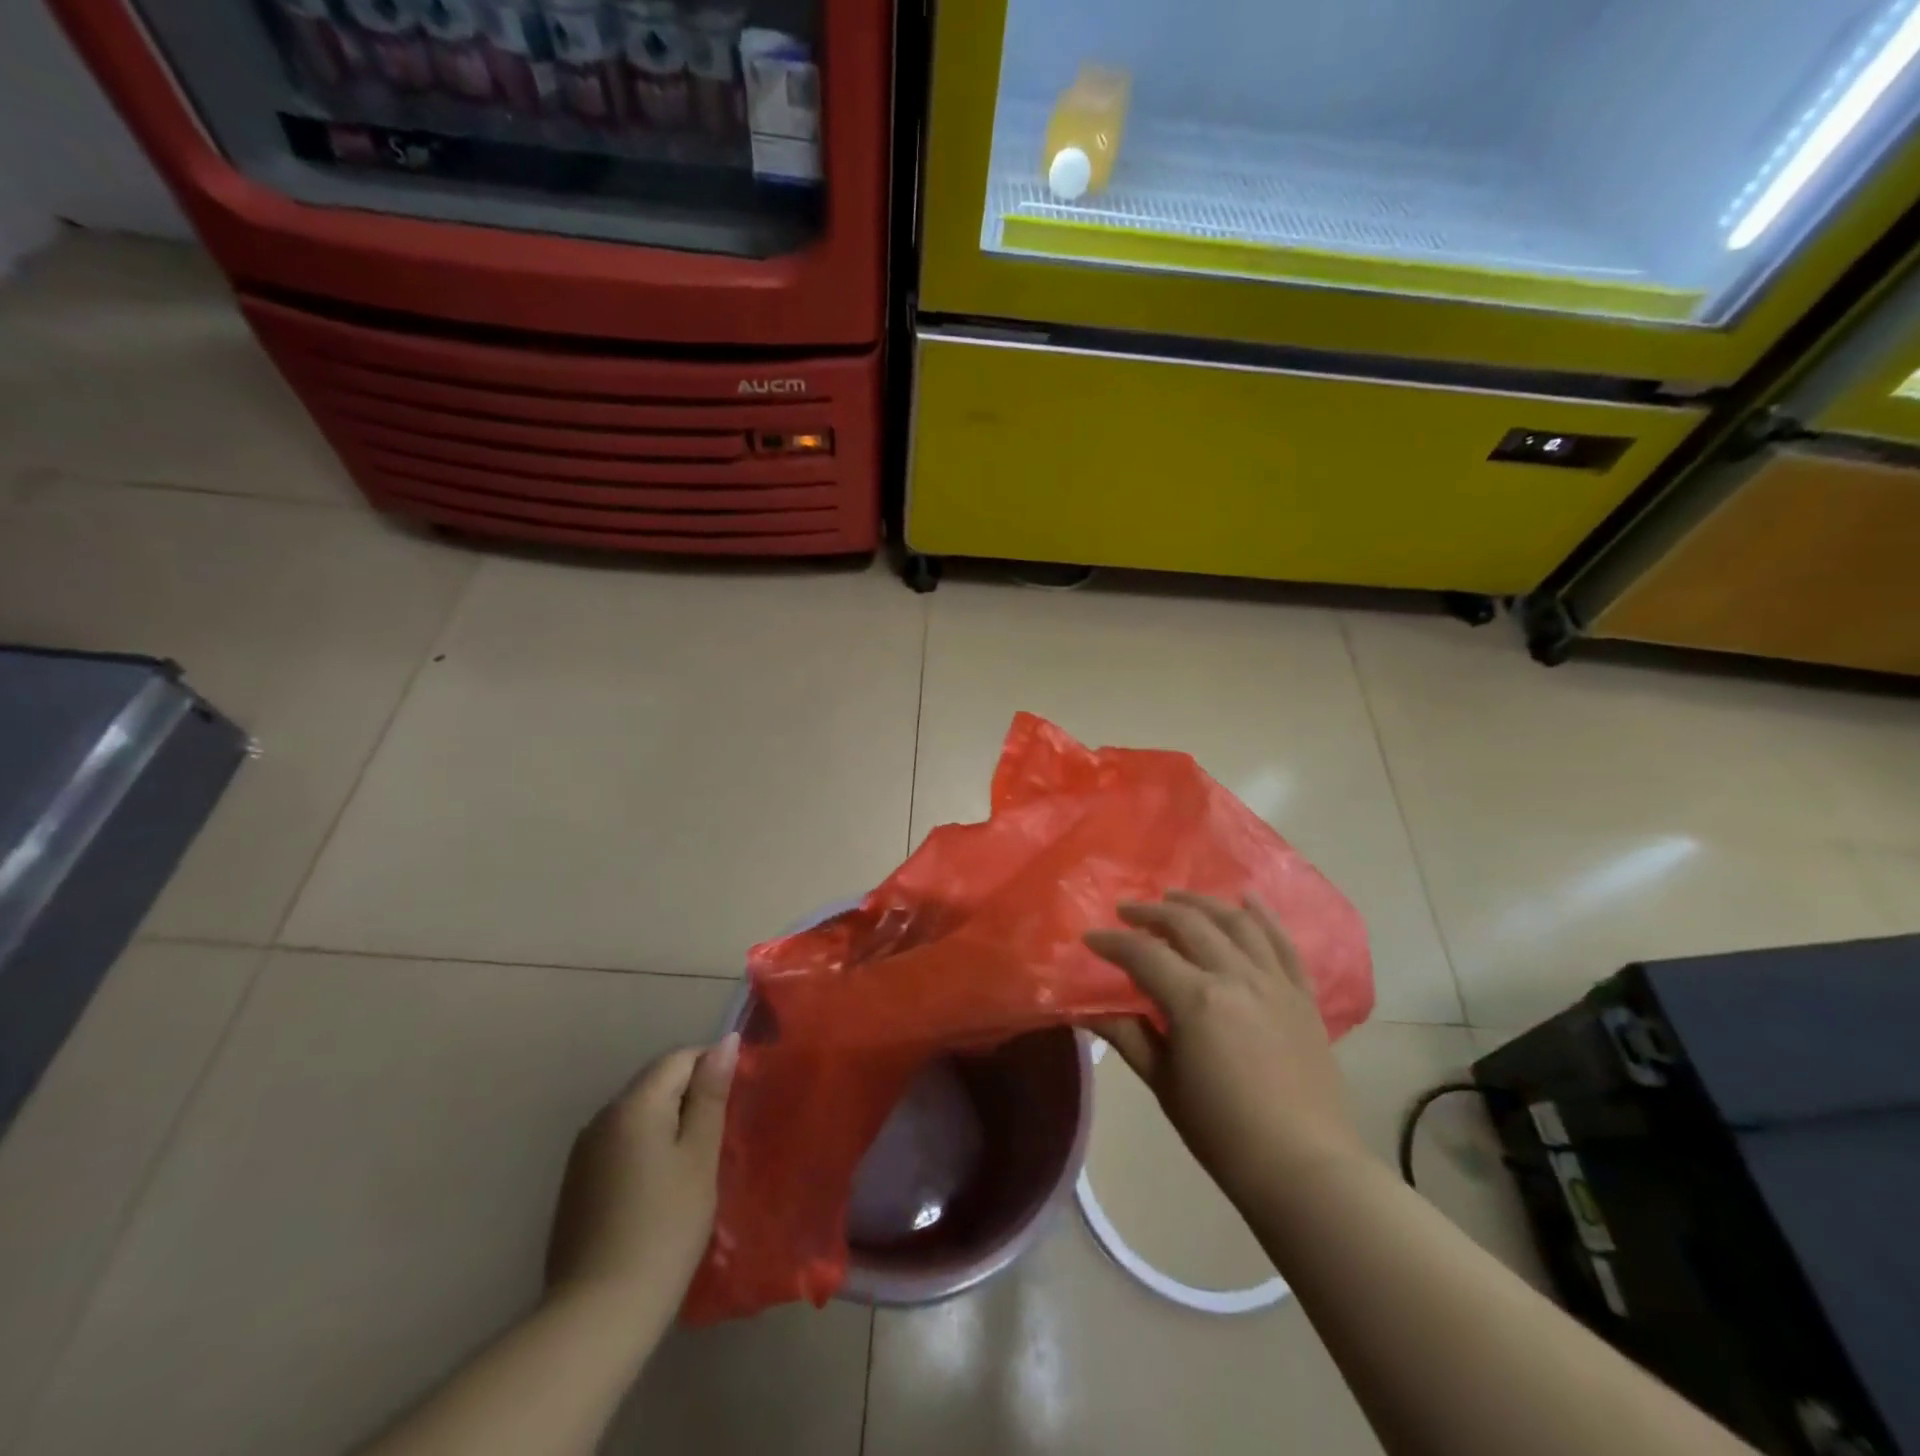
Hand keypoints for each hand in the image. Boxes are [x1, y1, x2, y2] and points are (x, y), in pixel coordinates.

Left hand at [545, 1035, 738, 1305]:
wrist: (597, 1315)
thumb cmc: (664, 1227)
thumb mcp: (700, 1157)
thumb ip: (711, 1095)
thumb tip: (726, 1042)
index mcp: (633, 1104)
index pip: (679, 1058)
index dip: (712, 1068)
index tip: (734, 1103)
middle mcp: (602, 1117)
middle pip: (656, 1083)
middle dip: (691, 1097)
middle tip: (719, 1137)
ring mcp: (583, 1153)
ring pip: (639, 1115)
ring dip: (669, 1125)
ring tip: (694, 1165)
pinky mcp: (576, 1185)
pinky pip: (621, 1144)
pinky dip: (646, 1150)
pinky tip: (660, 1189)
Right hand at [1086, 892, 1365, 1203]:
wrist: (1304, 1168)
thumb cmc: (1223, 1133)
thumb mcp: (1164, 1084)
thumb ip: (1128, 1036)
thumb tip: (1090, 1010)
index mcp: (1196, 1000)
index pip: (1144, 954)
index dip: (1113, 942)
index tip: (1091, 938)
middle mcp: (1236, 976)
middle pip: (1189, 924)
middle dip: (1152, 912)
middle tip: (1127, 912)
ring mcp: (1275, 982)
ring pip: (1236, 921)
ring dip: (1201, 903)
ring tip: (1176, 899)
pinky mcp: (1302, 995)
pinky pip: (1283, 942)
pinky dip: (1263, 915)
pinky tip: (1246, 898)